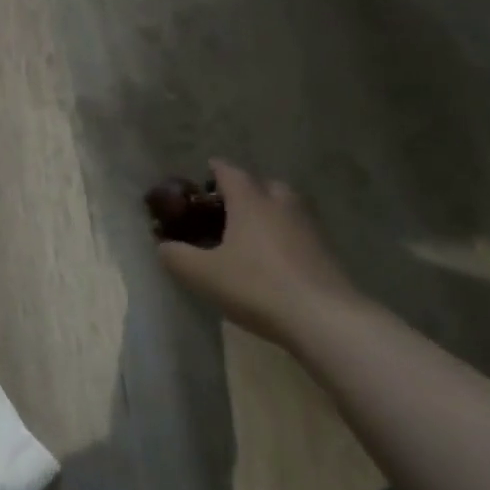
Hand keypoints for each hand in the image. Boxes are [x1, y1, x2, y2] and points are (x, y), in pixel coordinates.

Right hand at [157, 160, 359, 343]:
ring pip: (286, 207)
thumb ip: (176, 256)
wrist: (325, 319)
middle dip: (247, 189)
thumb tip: (163, 246)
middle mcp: (281, 205)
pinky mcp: (326, 253)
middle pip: (264, 184)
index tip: (205, 173)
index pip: (230, 172)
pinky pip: (299, 232)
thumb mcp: (202, 274)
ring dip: (269, 212)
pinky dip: (285, 236)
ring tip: (251, 233)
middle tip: (228, 207)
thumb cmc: (257, 286)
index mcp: (250, 201)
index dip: (215, 170)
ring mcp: (309, 227)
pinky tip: (274, 259)